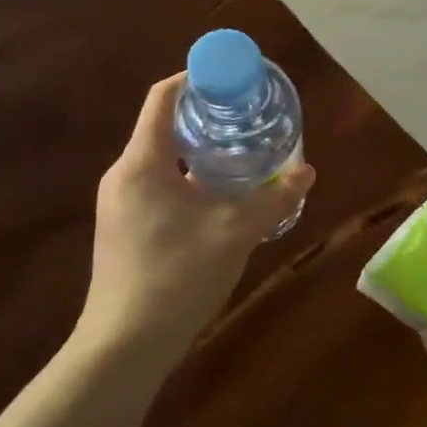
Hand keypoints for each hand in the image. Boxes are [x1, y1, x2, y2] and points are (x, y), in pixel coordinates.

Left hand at [79, 74, 314, 361]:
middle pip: (163, 126)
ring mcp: (119, 203)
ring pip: (162, 159)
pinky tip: (219, 197)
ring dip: (199, 150)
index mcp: (141, 163)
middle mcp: (123, 175)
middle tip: (248, 117)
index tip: (233, 79)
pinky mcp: (123, 227)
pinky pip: (158, 184)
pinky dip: (188, 177)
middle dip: (206, 116)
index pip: (162, 99)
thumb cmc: (175, 278)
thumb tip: (307, 172)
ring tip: (242, 153)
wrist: (124, 346)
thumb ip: (273, 200)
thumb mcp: (234, 234)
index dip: (196, 79)